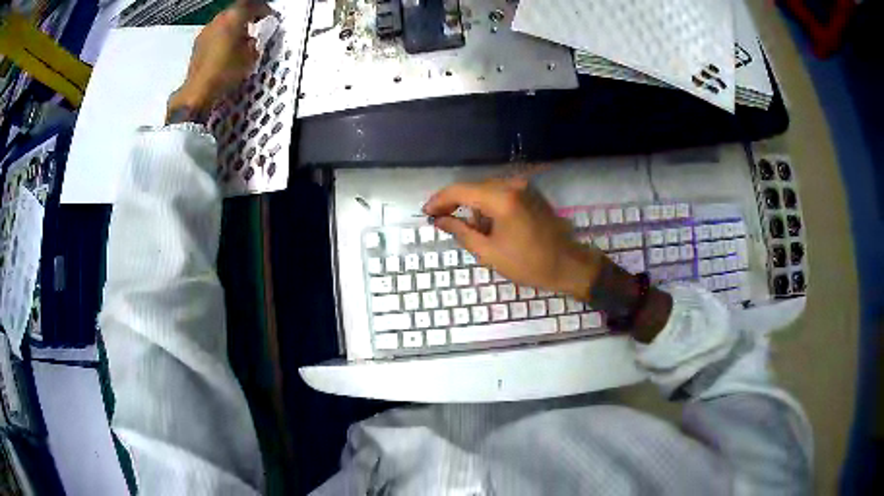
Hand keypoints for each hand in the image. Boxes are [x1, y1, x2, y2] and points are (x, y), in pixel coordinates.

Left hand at [168, 0, 271, 114]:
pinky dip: (222, 37)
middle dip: (246, 16)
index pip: (252, 4)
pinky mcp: (197, 45)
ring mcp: (205, 31)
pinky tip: (225, 50)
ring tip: (240, 40)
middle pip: (235, 11)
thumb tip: (251, 40)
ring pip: (223, 22)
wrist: (198, 91)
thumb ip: (253, 44)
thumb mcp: (250, 58)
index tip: (268, 16)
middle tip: (255, 26)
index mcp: (234, 17)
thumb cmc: (227, 71)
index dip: (262, 9)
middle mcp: (218, 19)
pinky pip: (214, 34)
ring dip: (233, 27)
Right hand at [423, 177, 604, 299]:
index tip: (426, 213)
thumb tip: (439, 220)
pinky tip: (489, 227)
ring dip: (474, 208)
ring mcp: (524, 187)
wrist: (568, 264)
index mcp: (501, 199)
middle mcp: (512, 185)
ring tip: (471, 232)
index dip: (439, 200)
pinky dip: (489, 207)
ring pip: (486, 191)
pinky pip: (501, 194)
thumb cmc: (529, 263)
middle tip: (442, 222)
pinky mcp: (530, 193)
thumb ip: (461, 232)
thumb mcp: (489, 252)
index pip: (460, 190)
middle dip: (456, 204)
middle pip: (473, 188)